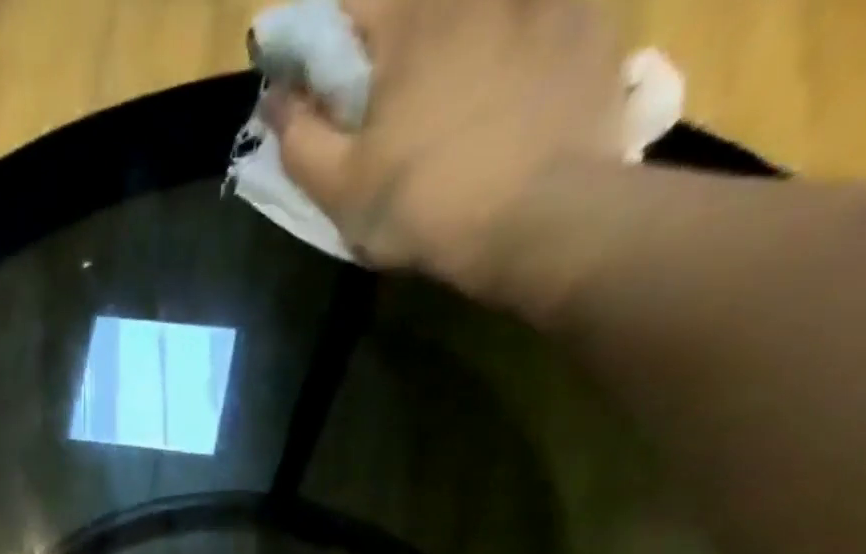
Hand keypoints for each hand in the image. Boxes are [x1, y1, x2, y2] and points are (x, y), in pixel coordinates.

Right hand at [268, 0, 624, 300]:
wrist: (538, 220)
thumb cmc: (423, 205)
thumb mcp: (339, 189)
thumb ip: (298, 138)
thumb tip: (275, 95)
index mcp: (409, 21)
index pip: (348, 7)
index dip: (326, 48)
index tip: (323, 89)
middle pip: (419, 6)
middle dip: (397, 45)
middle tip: (395, 103)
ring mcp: (541, 0)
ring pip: (483, 12)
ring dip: (465, 39)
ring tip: (458, 99)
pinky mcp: (590, 24)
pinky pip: (549, 13)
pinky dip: (526, 37)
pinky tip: (518, 84)